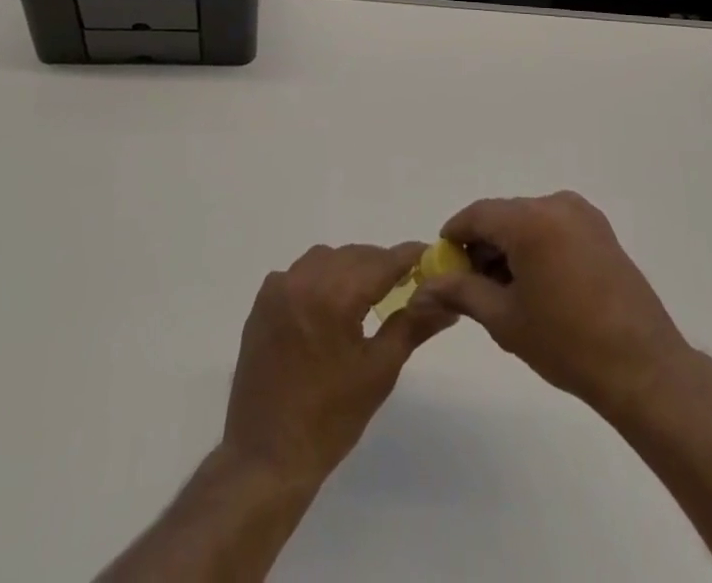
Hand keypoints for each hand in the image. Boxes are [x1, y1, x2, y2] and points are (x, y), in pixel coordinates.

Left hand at [221, 242, 454, 488]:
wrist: (267, 456)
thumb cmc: (331, 419)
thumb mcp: (380, 371)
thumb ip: (414, 325)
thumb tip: (448, 303)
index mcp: (335, 296)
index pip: (382, 262)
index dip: (410, 257)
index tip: (431, 256)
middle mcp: (304, 280)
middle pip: (355, 256)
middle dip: (381, 265)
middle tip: (405, 283)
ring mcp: (279, 288)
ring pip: (326, 258)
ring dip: (350, 268)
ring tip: (367, 296)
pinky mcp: (263, 301)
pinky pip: (300, 272)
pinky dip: (321, 278)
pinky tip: (330, 306)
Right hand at [412, 192, 695, 419]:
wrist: (643, 368)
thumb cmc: (567, 344)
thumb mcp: (505, 319)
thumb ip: (461, 292)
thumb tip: (424, 287)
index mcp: (530, 220)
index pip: (477, 215)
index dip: (455, 236)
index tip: (442, 263)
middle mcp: (556, 204)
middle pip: (504, 215)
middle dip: (482, 244)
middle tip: (469, 284)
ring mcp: (582, 215)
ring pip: (528, 221)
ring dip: (509, 246)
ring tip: (503, 291)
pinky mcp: (601, 231)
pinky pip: (553, 227)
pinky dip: (536, 245)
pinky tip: (534, 284)